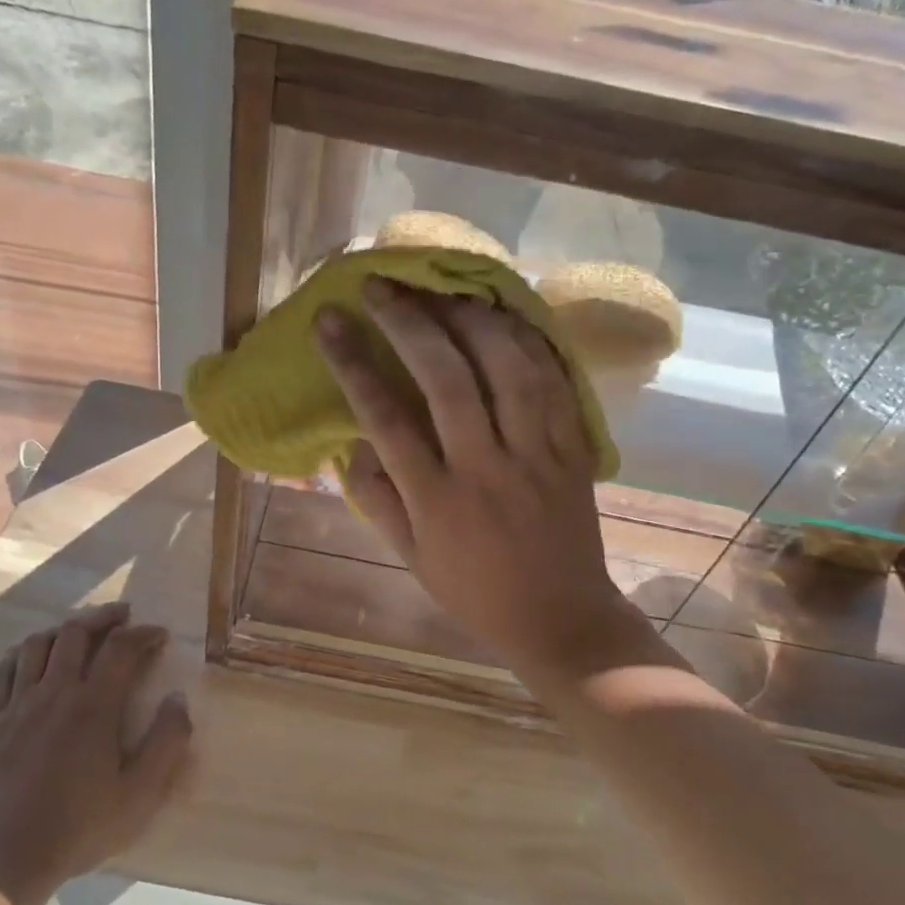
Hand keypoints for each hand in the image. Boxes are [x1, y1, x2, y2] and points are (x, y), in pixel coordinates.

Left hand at [0, 604, 191, 904]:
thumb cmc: (77, 830)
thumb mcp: (139, 796)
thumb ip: (166, 743)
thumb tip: (178, 700)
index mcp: (94, 705)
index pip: (122, 648)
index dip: (143, 633)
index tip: (159, 634)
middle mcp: (54, 692)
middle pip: (76, 633)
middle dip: (103, 618)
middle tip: (122, 617)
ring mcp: (14, 705)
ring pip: (37, 645)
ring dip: (63, 630)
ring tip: (78, 632)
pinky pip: (0, 672)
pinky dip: (19, 654)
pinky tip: (28, 657)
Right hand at [315, 279, 656, 683]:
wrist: (561, 618)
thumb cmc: (475, 592)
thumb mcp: (411, 558)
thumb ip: (378, 498)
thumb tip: (350, 441)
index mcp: (438, 501)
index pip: (386, 419)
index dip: (354, 363)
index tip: (329, 321)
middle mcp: (486, 469)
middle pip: (447, 380)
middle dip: (409, 323)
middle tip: (381, 285)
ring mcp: (538, 455)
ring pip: (508, 369)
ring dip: (471, 319)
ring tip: (440, 289)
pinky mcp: (574, 448)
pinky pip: (554, 382)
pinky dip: (528, 341)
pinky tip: (503, 315)